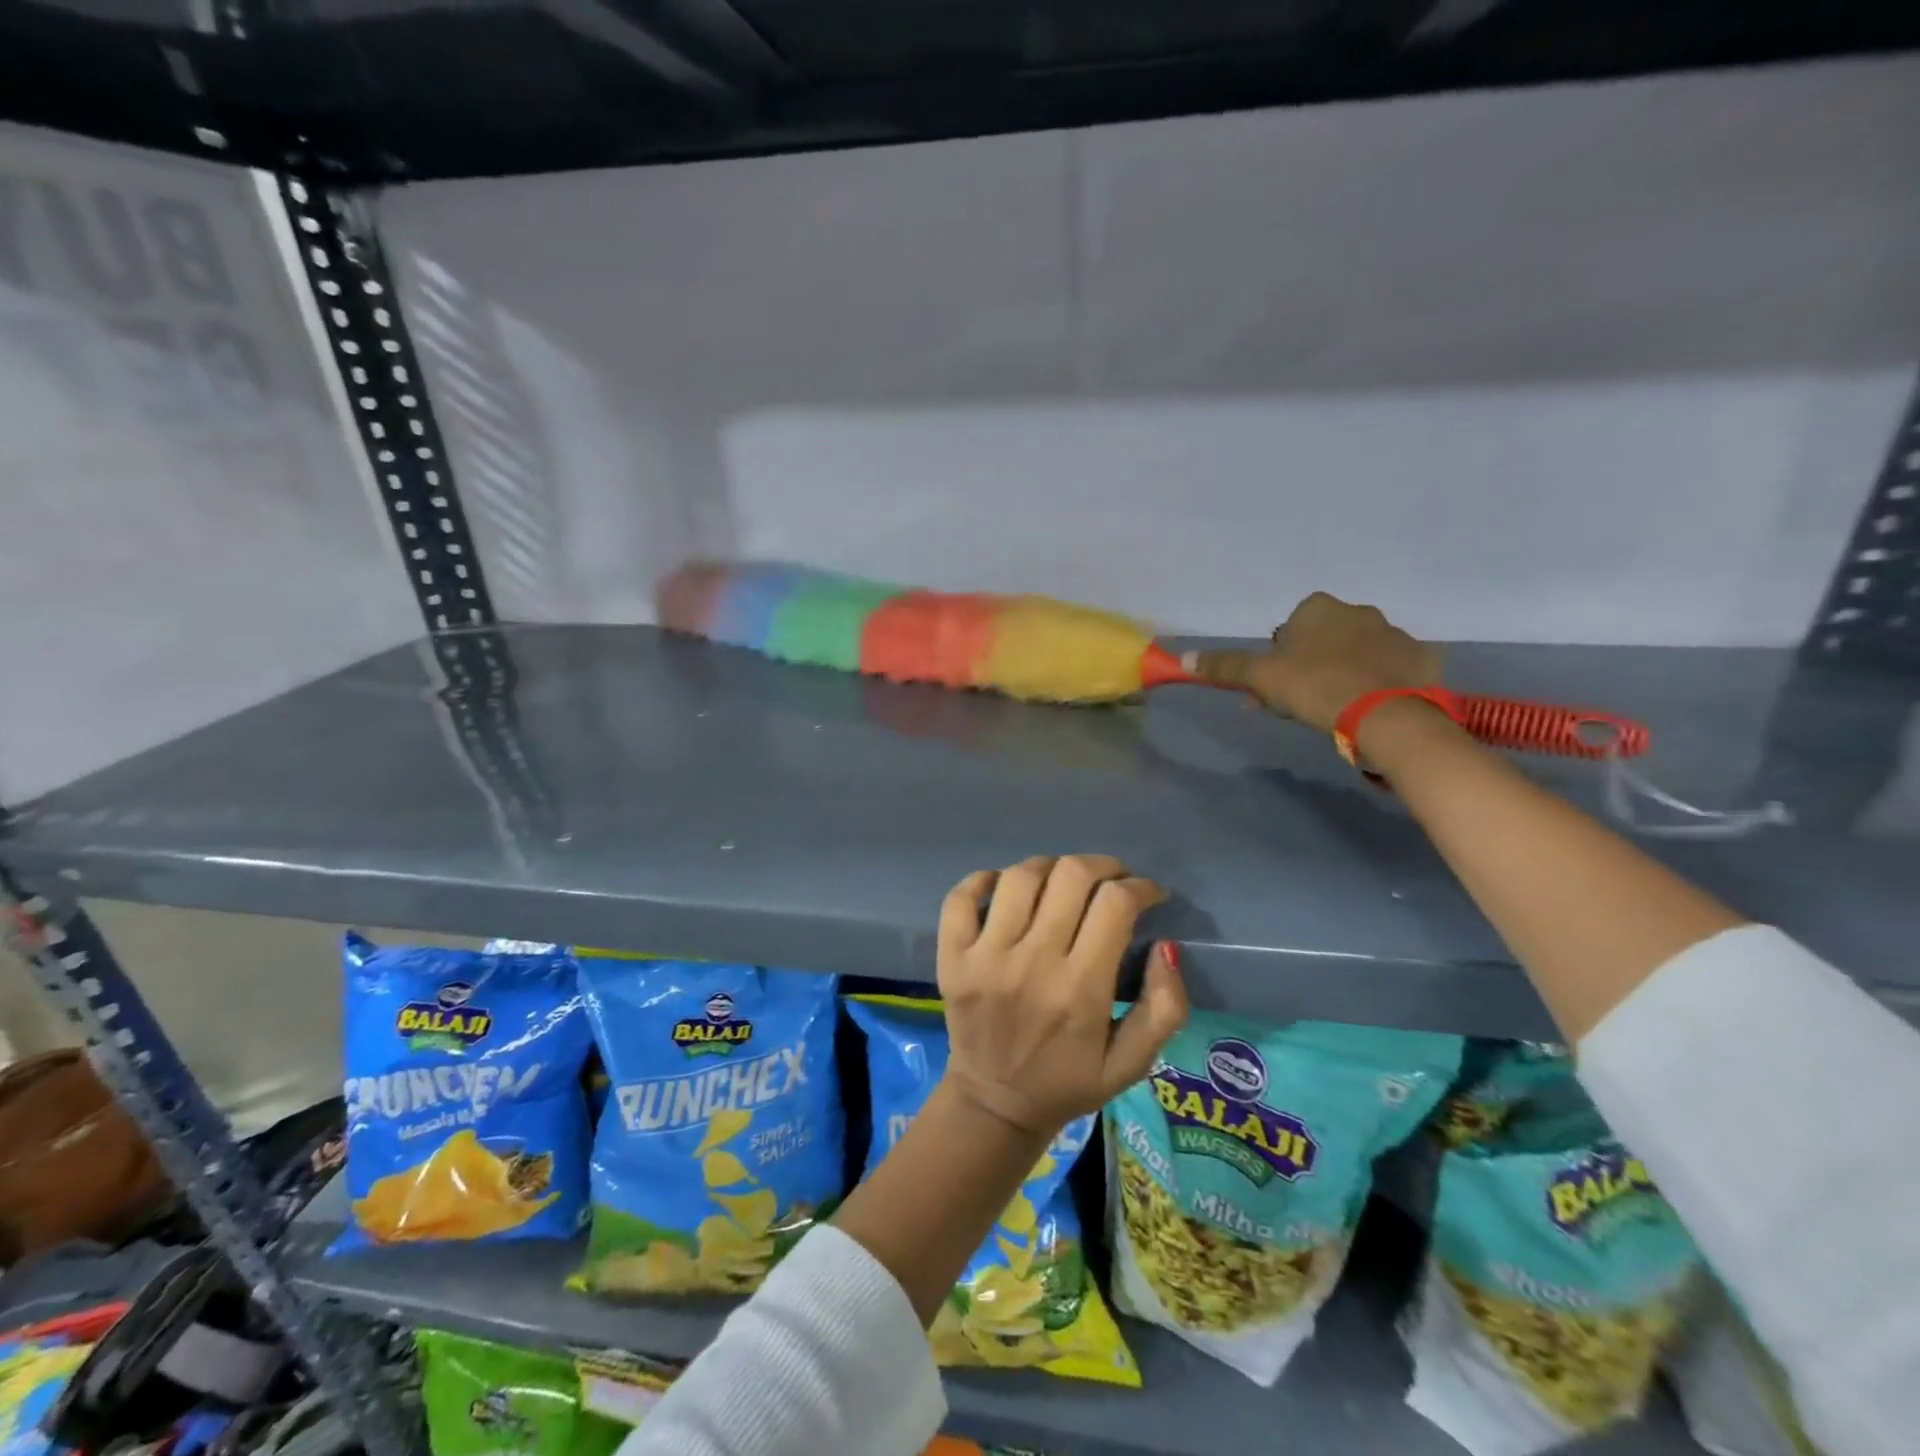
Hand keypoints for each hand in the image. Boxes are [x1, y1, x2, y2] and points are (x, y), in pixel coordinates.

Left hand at [937, 855, 1187, 1135]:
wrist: (994, 1104)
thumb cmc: (1068, 1081)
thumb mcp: (1131, 1063)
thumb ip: (1163, 1008)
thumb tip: (1166, 946)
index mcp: (1080, 990)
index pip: (1114, 904)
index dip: (1140, 887)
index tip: (1148, 893)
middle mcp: (1032, 963)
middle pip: (1070, 876)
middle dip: (1102, 866)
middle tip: (1111, 879)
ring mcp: (985, 956)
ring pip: (1020, 876)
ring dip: (1050, 867)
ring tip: (1062, 882)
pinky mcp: (953, 957)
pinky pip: (961, 897)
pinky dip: (984, 879)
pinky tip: (1005, 886)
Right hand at [1190, 591, 1440, 732]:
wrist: (1384, 713)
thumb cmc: (1314, 686)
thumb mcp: (1259, 678)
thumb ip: (1224, 667)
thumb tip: (1183, 659)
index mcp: (1318, 608)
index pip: (1289, 629)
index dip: (1278, 658)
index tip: (1275, 686)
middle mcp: (1358, 611)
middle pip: (1323, 639)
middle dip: (1309, 665)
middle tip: (1300, 702)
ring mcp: (1394, 633)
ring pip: (1357, 653)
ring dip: (1343, 672)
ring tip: (1335, 708)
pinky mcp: (1420, 658)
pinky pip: (1390, 668)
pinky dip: (1378, 683)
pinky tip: (1368, 707)